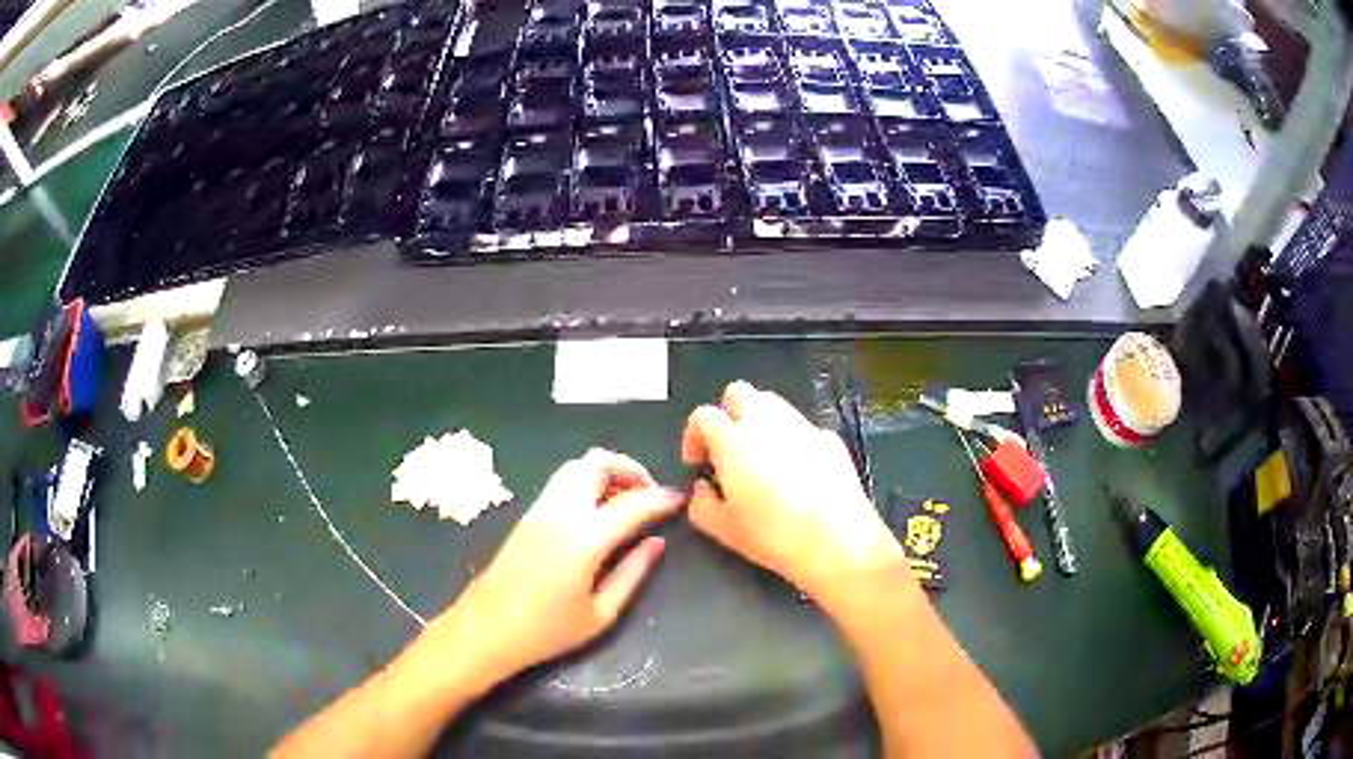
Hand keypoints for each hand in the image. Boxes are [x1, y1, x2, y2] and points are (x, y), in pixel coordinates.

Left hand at [441, 449, 681, 684]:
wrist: (485, 630)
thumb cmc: (546, 632)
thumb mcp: (601, 614)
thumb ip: (632, 574)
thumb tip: (656, 542)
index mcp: (583, 538)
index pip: (632, 503)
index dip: (660, 498)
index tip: (678, 500)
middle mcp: (560, 512)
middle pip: (596, 463)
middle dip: (629, 469)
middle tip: (649, 494)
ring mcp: (539, 510)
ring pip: (576, 467)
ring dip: (605, 472)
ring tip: (626, 500)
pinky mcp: (526, 516)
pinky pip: (562, 482)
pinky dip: (586, 482)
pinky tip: (597, 511)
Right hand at [681, 381, 903, 597]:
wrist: (837, 539)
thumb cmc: (773, 535)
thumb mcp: (723, 529)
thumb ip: (701, 504)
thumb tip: (702, 489)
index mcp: (733, 440)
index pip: (703, 416)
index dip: (694, 436)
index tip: (697, 462)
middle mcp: (766, 422)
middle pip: (738, 393)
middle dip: (727, 414)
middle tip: (728, 449)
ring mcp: (802, 426)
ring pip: (773, 404)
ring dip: (759, 423)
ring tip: (762, 460)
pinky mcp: (830, 438)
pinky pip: (802, 428)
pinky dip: (792, 440)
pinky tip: (798, 473)